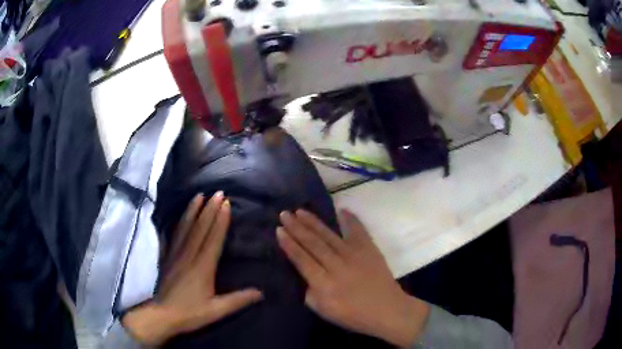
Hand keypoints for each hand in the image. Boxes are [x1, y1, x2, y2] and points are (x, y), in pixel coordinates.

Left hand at [122, 192, 262, 344]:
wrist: (162, 316)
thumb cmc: (190, 313)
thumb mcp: (216, 310)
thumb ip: (238, 300)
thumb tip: (261, 293)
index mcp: (202, 267)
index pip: (213, 239)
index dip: (220, 221)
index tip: (226, 204)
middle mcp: (188, 256)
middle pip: (200, 228)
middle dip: (210, 209)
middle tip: (218, 193)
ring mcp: (174, 255)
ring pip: (184, 228)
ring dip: (192, 210)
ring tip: (198, 195)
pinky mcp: (165, 258)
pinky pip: (170, 236)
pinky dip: (174, 224)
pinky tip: (175, 216)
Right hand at [277, 209, 429, 346]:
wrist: (387, 309)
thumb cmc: (353, 315)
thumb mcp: (323, 310)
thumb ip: (310, 291)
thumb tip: (304, 274)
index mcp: (323, 284)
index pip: (301, 259)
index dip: (289, 244)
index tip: (279, 229)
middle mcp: (336, 266)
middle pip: (313, 243)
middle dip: (297, 227)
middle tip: (285, 214)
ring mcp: (354, 255)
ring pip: (329, 235)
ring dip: (314, 222)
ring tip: (300, 211)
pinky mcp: (369, 249)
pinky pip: (357, 231)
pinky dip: (350, 219)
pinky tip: (341, 209)